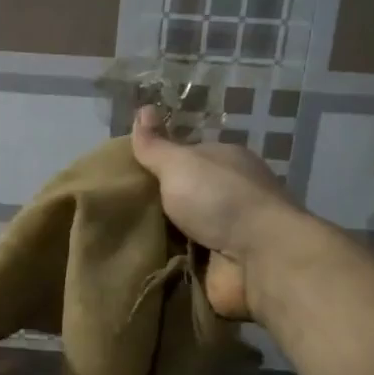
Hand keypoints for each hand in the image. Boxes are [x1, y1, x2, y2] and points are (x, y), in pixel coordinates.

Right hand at [129, 105, 303, 319]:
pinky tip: (136, 259)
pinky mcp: (222, 266)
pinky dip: (166, 261)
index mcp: (224, 161)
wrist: (260, 259)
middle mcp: (228, 194)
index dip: (156, 163)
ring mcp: (227, 232)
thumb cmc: (220, 198)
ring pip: (180, 230)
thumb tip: (142, 109)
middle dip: (152, 203)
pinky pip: (184, 261)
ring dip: (156, 235)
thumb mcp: (180, 163)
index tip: (124, 174)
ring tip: (116, 236)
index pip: (184, 157)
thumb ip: (155, 144)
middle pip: (181, 195)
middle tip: (113, 208)